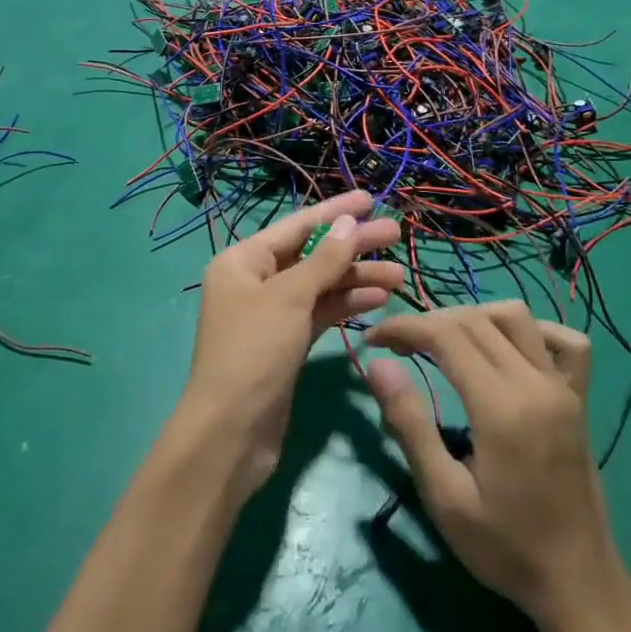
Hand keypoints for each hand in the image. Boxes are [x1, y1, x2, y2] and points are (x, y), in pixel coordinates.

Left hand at [180, 192, 402, 492]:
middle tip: (396, 236)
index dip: (335, 211)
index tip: (371, 199)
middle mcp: (255, 282)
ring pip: (320, 286)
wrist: (231, 432)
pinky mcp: (286, 344)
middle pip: (311, 254)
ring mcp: (271, 314)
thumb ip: (323, 259)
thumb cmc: (254, 352)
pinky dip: (346, 306)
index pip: (296, 226)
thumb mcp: (289, 298)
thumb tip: (349, 222)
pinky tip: (378, 301)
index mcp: (243, 261)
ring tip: (399, 276)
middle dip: (353, 247)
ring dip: (356, 279)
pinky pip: (320, 313)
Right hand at [365, 302, 629, 631]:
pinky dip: (533, 330)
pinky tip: (508, 347)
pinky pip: (567, 341)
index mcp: (501, 407)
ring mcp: (564, 388)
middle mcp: (536, 384)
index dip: (404, 327)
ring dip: (474, 317)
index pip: (446, 334)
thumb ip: (410, 424)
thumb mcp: (444, 497)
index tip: (374, 340)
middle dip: (429, 321)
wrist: (578, 585)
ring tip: (444, 342)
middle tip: (397, 346)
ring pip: (517, 317)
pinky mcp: (579, 399)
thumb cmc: (504, 548)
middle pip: (476, 320)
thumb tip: (377, 365)